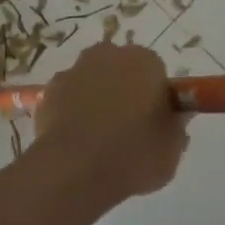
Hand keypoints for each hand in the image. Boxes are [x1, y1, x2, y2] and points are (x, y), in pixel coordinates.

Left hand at [35, 41, 189, 201]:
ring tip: (99, 138)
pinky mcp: (48, 90)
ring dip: (97, 98)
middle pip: (122, 70)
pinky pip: (69, 97)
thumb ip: (176, 125)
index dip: (157, 97)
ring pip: (93, 81)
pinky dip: (73, 110)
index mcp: (144, 61)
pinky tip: (76, 139)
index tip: (155, 122)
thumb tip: (175, 114)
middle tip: (129, 128)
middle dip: (125, 91)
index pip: (156, 72)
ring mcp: (73, 70)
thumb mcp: (171, 148)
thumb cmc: (132, 154)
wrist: (74, 169)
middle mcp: (107, 55)